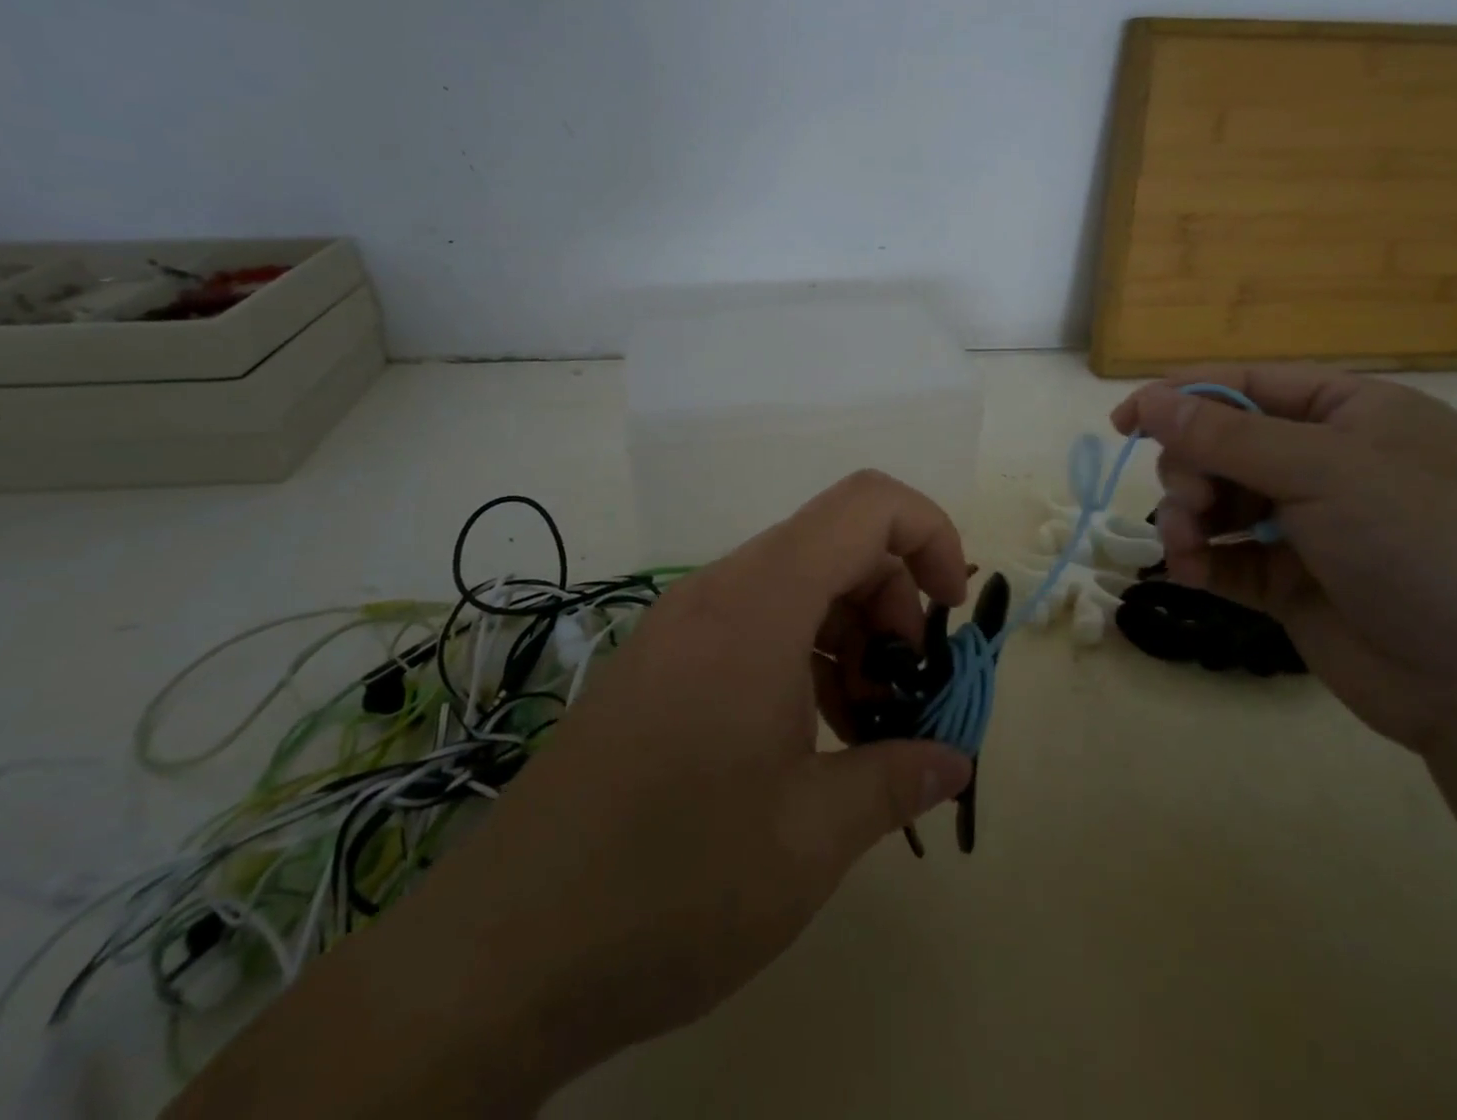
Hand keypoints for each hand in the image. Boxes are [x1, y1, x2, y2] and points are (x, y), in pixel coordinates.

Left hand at [437, 472, 974, 1055]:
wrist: (503, 951)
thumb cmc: (673, 881)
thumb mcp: (811, 837)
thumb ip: (897, 779)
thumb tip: (953, 760)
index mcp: (757, 604)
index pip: (865, 505)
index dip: (929, 536)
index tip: (949, 616)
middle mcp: (716, 592)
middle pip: (834, 545)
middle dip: (892, 606)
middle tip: (903, 697)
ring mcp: (680, 626)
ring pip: (795, 585)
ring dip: (847, 638)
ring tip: (859, 730)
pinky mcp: (660, 663)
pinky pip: (753, 624)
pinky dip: (801, 657)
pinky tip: (806, 742)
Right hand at [1113, 365, 1456, 751]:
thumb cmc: (1430, 547)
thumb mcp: (1328, 471)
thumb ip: (1228, 435)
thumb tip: (1148, 399)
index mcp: (1354, 415)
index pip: (1249, 386)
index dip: (1183, 397)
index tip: (1124, 420)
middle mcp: (1331, 464)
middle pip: (1225, 444)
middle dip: (1192, 468)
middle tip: (1190, 500)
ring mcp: (1313, 527)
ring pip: (1219, 501)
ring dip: (1189, 516)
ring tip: (1186, 546)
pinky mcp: (1295, 585)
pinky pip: (1227, 556)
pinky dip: (1201, 559)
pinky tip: (1189, 572)